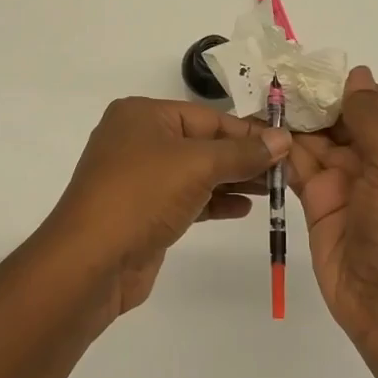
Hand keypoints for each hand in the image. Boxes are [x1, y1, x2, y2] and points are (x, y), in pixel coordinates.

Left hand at [40, 98, 289, 322]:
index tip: (287, 145)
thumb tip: (282, 139)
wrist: (91, 262)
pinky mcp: (144, 211)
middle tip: (287, 170)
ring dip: (233, 180)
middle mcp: (137, 139)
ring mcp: (139, 178)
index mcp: (143, 115)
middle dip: (243, 157)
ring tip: (274, 190)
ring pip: (196, 173)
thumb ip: (242, 153)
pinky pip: (187, 198)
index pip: (208, 117)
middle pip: (203, 143)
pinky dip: (214, 201)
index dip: (248, 132)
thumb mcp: (197, 166)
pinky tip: (243, 208)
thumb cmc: (142, 196)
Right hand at [287, 67, 377, 363]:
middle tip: (273, 77)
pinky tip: (258, 132)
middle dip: (313, 101)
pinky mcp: (319, 204)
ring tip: (258, 96)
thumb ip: (371, 119)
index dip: (347, 86)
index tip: (310, 67)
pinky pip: (299, 168)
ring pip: (316, 141)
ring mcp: (347, 183)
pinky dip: (281, 151)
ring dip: (292, 122)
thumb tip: (357, 74)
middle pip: (342, 119)